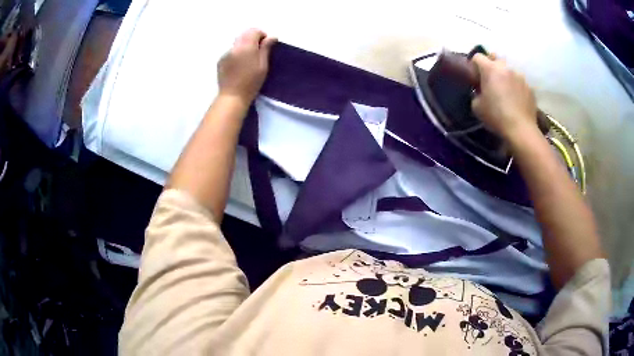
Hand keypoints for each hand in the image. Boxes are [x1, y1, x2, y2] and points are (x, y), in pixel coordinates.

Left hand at [217, 29, 276, 104]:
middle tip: (259, 51)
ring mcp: (226, 53)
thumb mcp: (263, 65)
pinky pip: (231, 51)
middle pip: (245, 34)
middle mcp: (234, 46)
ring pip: (237, 42)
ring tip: (249, 59)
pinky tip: (239, 66)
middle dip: (253, 38)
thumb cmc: (251, 82)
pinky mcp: (221, 60)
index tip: (266, 45)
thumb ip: (266, 48)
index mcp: (246, 46)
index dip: (262, 35)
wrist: (232, 96)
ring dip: (245, 45)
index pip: (254, 31)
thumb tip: (271, 36)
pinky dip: (237, 53)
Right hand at [470, 54, 537, 140]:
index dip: (475, 65)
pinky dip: (516, 87)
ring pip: (509, 71)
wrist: (521, 130)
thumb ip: (476, 93)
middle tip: (491, 82)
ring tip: (506, 92)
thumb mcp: (477, 107)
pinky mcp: (529, 87)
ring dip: (505, 77)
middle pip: (495, 59)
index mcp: (490, 69)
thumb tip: (480, 91)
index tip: (475, 77)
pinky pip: (520, 82)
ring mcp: (520, 76)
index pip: (477, 56)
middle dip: (492, 67)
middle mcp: (505, 67)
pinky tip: (516, 101)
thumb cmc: (496, 117)